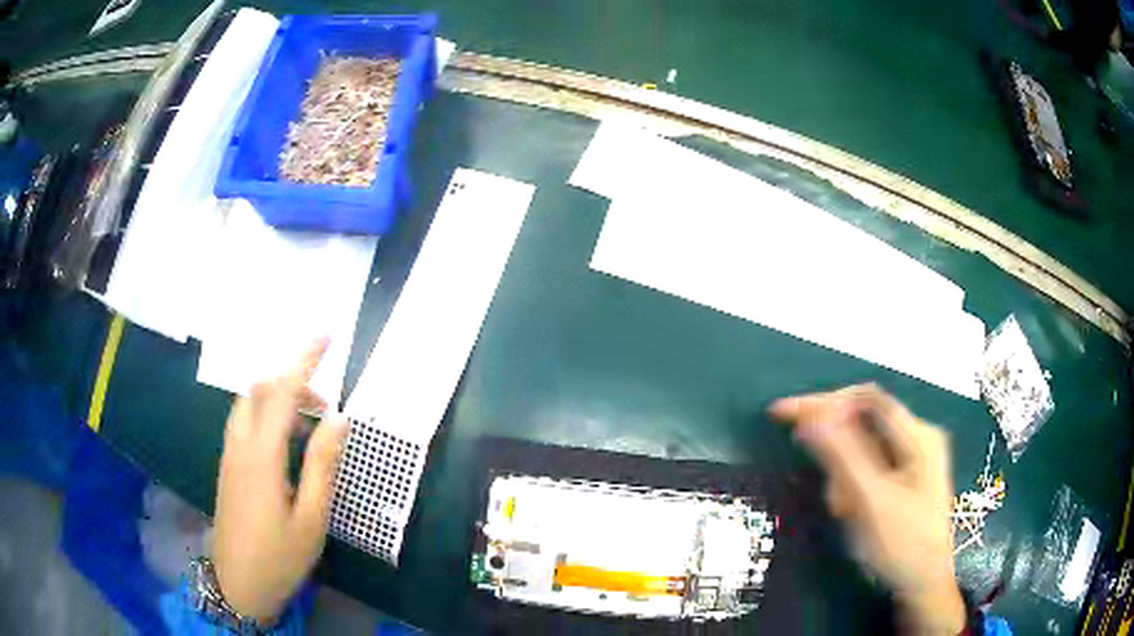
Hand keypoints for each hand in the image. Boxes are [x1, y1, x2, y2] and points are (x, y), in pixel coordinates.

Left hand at [212, 339, 348, 622]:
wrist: (238, 584)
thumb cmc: (280, 556)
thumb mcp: (311, 517)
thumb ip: (322, 464)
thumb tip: (339, 419)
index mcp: (261, 456)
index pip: (282, 392)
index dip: (304, 361)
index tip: (326, 337)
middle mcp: (239, 446)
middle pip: (258, 391)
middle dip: (290, 382)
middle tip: (323, 406)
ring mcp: (229, 456)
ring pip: (247, 405)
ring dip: (276, 399)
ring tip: (308, 425)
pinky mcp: (227, 468)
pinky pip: (244, 424)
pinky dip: (266, 417)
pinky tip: (286, 446)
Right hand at [770, 384, 964, 634]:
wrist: (923, 585)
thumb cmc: (902, 544)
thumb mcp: (870, 500)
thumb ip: (842, 455)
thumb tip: (810, 416)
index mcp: (918, 435)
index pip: (865, 399)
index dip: (824, 401)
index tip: (783, 414)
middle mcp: (917, 438)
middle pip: (864, 426)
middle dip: (839, 457)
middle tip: (830, 492)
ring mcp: (913, 459)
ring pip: (863, 452)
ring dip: (845, 477)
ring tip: (845, 511)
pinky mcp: (906, 478)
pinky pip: (869, 470)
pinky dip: (854, 487)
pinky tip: (852, 511)